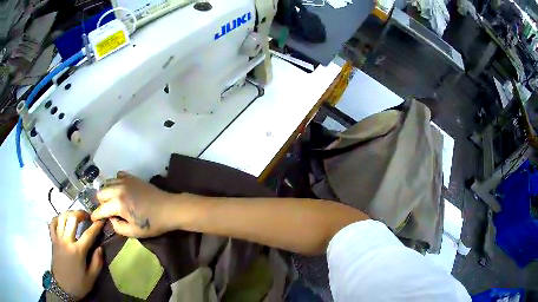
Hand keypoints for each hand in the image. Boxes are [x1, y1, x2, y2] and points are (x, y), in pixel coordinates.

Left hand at [49, 211, 103, 298]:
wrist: (63, 287)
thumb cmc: (78, 284)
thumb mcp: (91, 278)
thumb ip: (97, 262)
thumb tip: (100, 248)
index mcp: (78, 251)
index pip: (88, 234)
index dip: (96, 226)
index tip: (101, 221)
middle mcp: (66, 241)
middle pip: (72, 218)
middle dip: (80, 213)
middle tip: (87, 216)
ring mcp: (58, 239)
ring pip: (62, 217)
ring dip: (70, 213)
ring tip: (75, 216)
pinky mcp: (53, 240)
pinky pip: (53, 223)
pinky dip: (58, 218)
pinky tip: (63, 220)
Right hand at [91, 171, 175, 237]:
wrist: (169, 208)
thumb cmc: (153, 223)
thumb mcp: (134, 232)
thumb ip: (118, 227)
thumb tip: (111, 219)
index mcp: (118, 204)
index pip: (101, 209)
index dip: (96, 215)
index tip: (93, 219)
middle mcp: (118, 189)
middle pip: (100, 193)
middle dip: (100, 203)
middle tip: (106, 211)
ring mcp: (125, 180)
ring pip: (107, 183)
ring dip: (106, 192)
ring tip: (111, 201)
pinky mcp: (132, 177)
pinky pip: (117, 176)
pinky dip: (115, 183)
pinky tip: (119, 190)